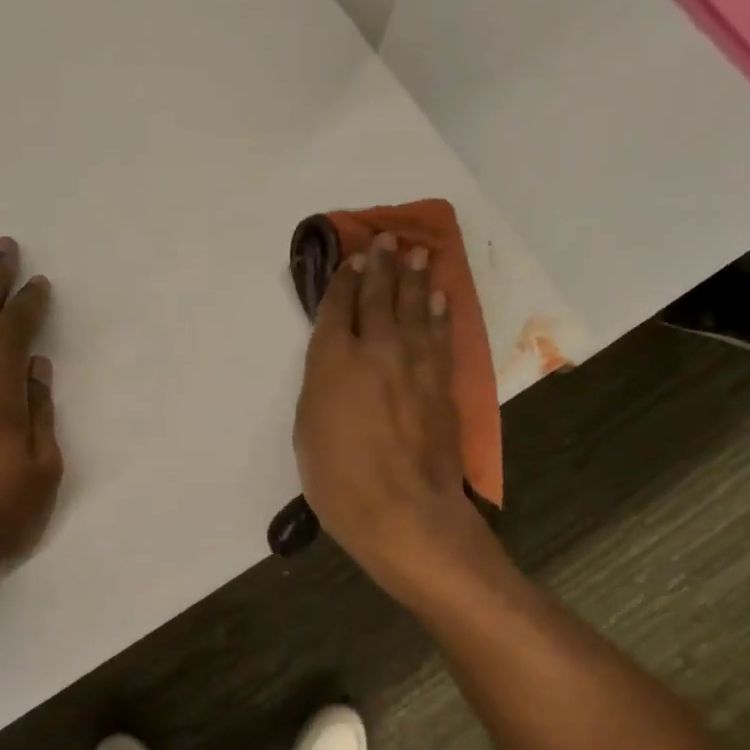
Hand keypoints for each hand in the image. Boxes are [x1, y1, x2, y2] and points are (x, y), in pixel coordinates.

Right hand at [293, 233, 486, 592]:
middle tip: (386, 238)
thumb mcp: (308, 429)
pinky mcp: (442, 384)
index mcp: (333, 361)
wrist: (403, 510)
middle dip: (380, 265)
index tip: (351, 258)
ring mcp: (414, 364)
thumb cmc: (338, 479)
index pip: (338, 308)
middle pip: (379, 297)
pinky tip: (441, 297)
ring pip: (415, 308)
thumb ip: (323, 386)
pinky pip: (440, 336)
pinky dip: (440, 312)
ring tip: (417, 253)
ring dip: (415, 278)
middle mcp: (376, 350)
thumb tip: (338, 365)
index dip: (344, 280)